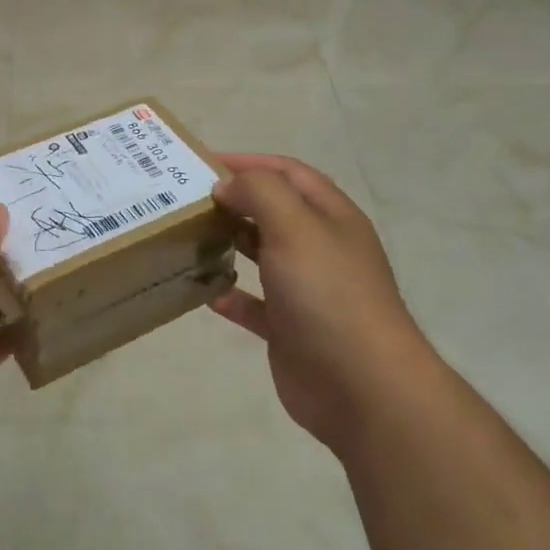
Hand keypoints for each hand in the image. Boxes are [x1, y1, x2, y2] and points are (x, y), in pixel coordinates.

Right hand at [209, 154, 426, 453]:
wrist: (362, 387)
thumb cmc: (328, 293)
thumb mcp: (295, 226)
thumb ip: (260, 192)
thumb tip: (228, 185)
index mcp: (331, 217)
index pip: (288, 173)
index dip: (249, 162)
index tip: (204, 162)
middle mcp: (320, 248)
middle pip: (273, 211)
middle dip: (234, 200)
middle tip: (187, 199)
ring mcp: (306, 290)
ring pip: (262, 255)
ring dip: (229, 243)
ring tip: (190, 236)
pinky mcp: (290, 329)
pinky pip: (254, 304)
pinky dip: (230, 295)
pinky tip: (206, 291)